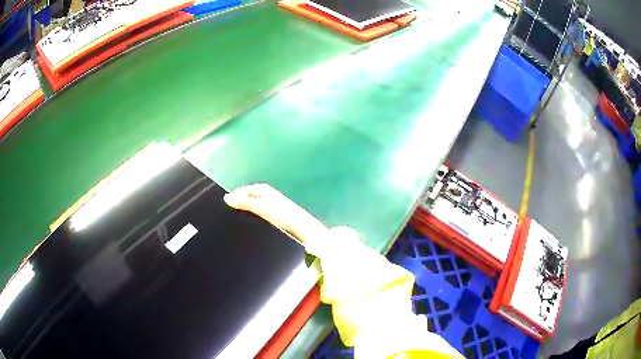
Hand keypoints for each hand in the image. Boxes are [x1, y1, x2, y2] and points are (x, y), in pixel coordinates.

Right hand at [224, 184, 329, 246]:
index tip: (226, 203)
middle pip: (251, 196)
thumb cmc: (282, 215)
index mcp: (264, 190)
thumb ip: (244, 202)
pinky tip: (253, 223)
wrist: (302, 228)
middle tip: (230, 211)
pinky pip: (261, 212)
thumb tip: (226, 198)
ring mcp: (274, 204)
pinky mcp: (278, 215)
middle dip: (241, 201)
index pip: (246, 190)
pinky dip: (255, 215)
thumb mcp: (261, 208)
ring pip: (256, 205)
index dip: (236, 195)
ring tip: (239, 218)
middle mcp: (269, 194)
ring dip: (248, 209)